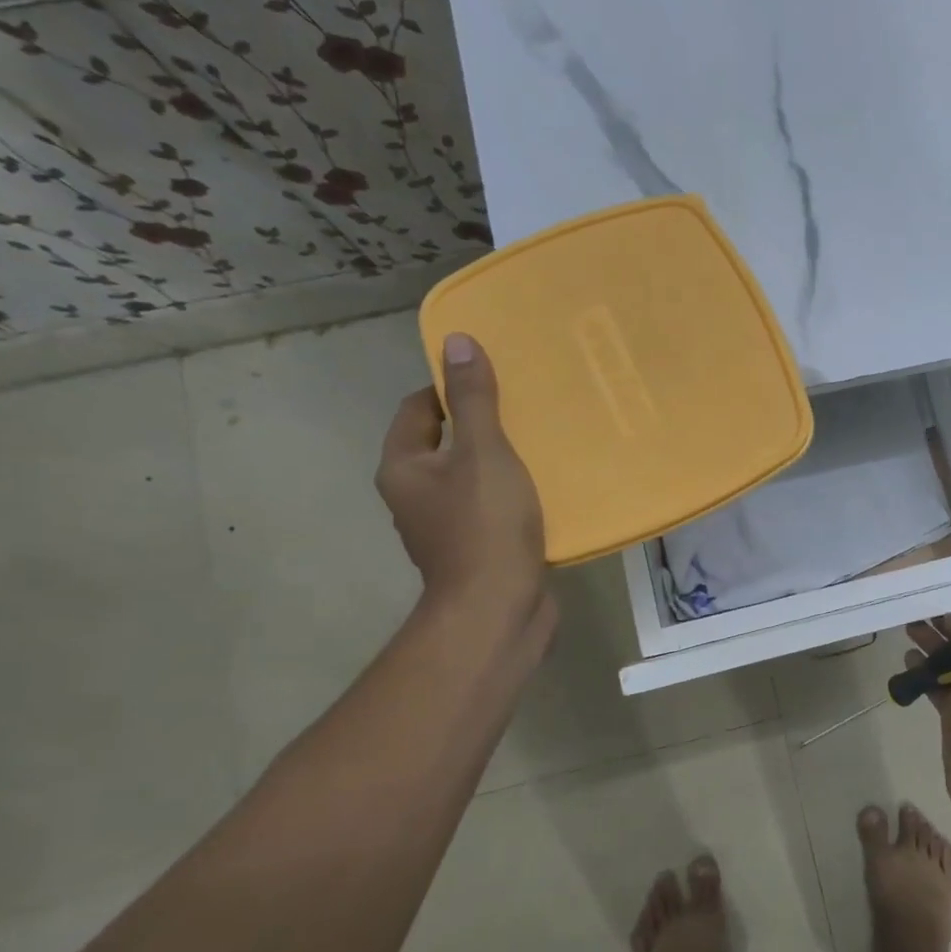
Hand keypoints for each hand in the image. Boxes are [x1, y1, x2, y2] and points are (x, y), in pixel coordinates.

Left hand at [377, 333, 552, 651]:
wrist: (498, 610)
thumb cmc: (485, 525)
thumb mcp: (484, 452)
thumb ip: (473, 399)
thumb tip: (455, 341)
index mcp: (404, 467)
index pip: (418, 408)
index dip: (450, 387)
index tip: (494, 377)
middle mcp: (415, 496)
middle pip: (446, 443)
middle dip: (482, 424)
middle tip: (526, 407)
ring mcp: (445, 527)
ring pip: (472, 477)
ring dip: (501, 461)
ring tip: (542, 442)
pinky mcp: (477, 550)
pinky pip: (492, 507)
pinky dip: (513, 494)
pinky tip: (546, 487)